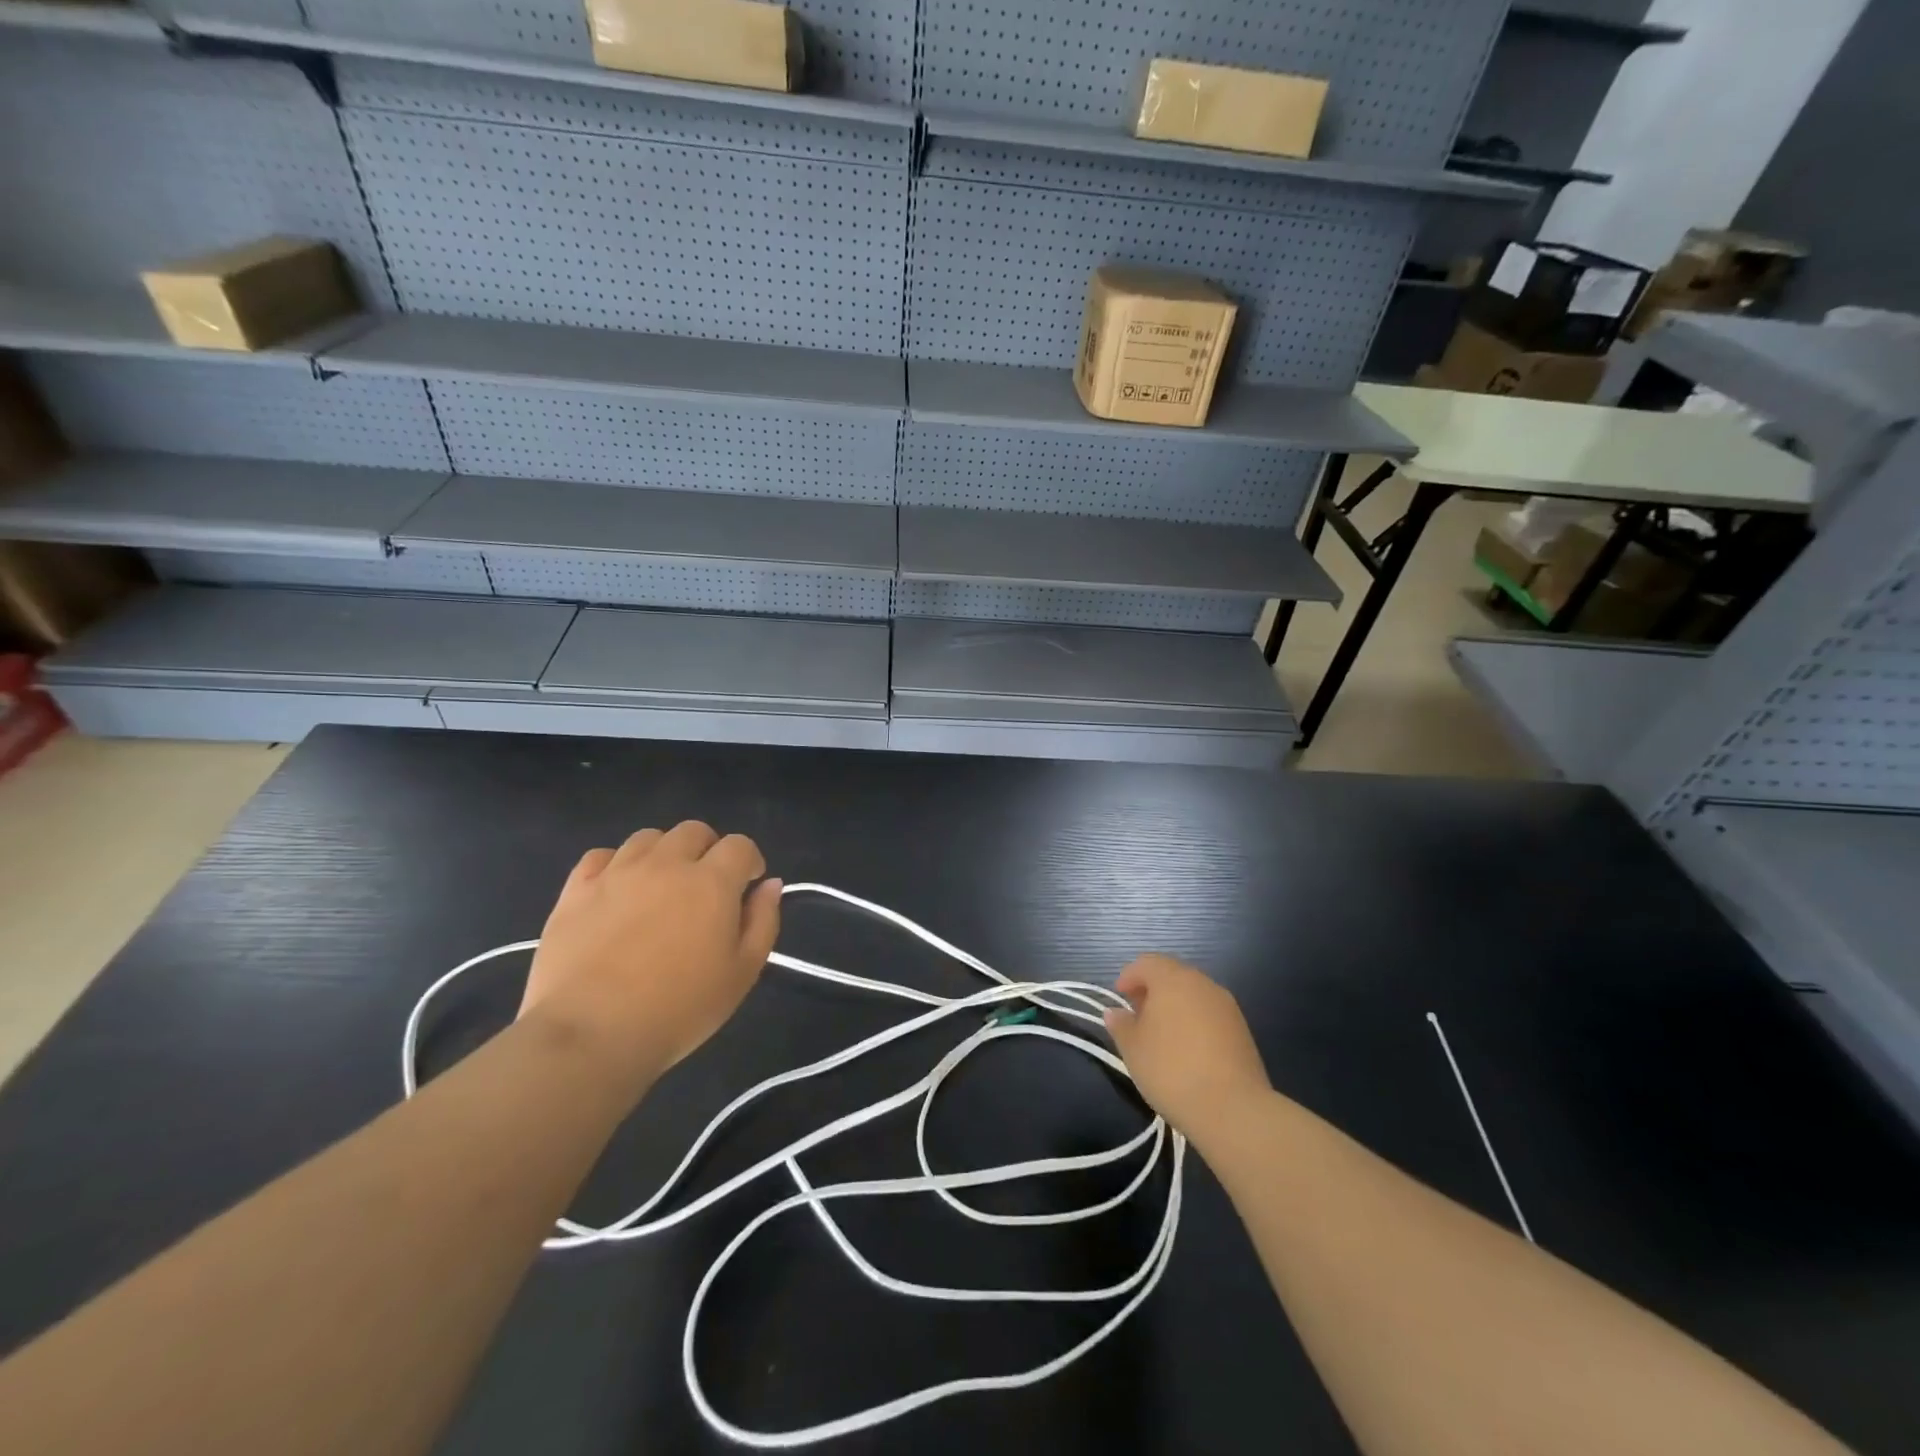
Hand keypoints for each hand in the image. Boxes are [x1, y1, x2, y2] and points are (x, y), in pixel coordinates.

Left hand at [520, 822, 781, 1087]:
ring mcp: (616, 873)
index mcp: (711, 882)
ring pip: (648, 838)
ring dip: (663, 854)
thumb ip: (763, 922)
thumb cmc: (678, 1009)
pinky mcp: (576, 890)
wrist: (589, 1035)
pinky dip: (615, 865)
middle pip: (693, 831)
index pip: (740, 845)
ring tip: (660, 888)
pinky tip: (616, 893)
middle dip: (708, 850)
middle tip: (705, 887)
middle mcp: (666, 864)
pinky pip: (600, 856)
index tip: (747, 887)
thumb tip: (770, 885)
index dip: (749, 861)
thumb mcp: (742, 974)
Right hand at [1103, 955, 1270, 1143]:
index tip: (1120, 998)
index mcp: (1173, 979)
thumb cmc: (1171, 1070)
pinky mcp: (1242, 1030)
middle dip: (1152, 990)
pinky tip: (1187, 1050)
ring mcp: (1226, 1006)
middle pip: (1172, 975)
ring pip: (1193, 995)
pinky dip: (1194, 1022)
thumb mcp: (1133, 1048)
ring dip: (1175, 1006)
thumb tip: (1115, 1013)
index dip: (1129, 976)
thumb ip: (1121, 1025)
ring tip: (1161, 1036)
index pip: (1147, 963)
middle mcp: (1202, 984)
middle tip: (1138, 1016)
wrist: (1233, 1109)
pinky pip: (1210, 1014)